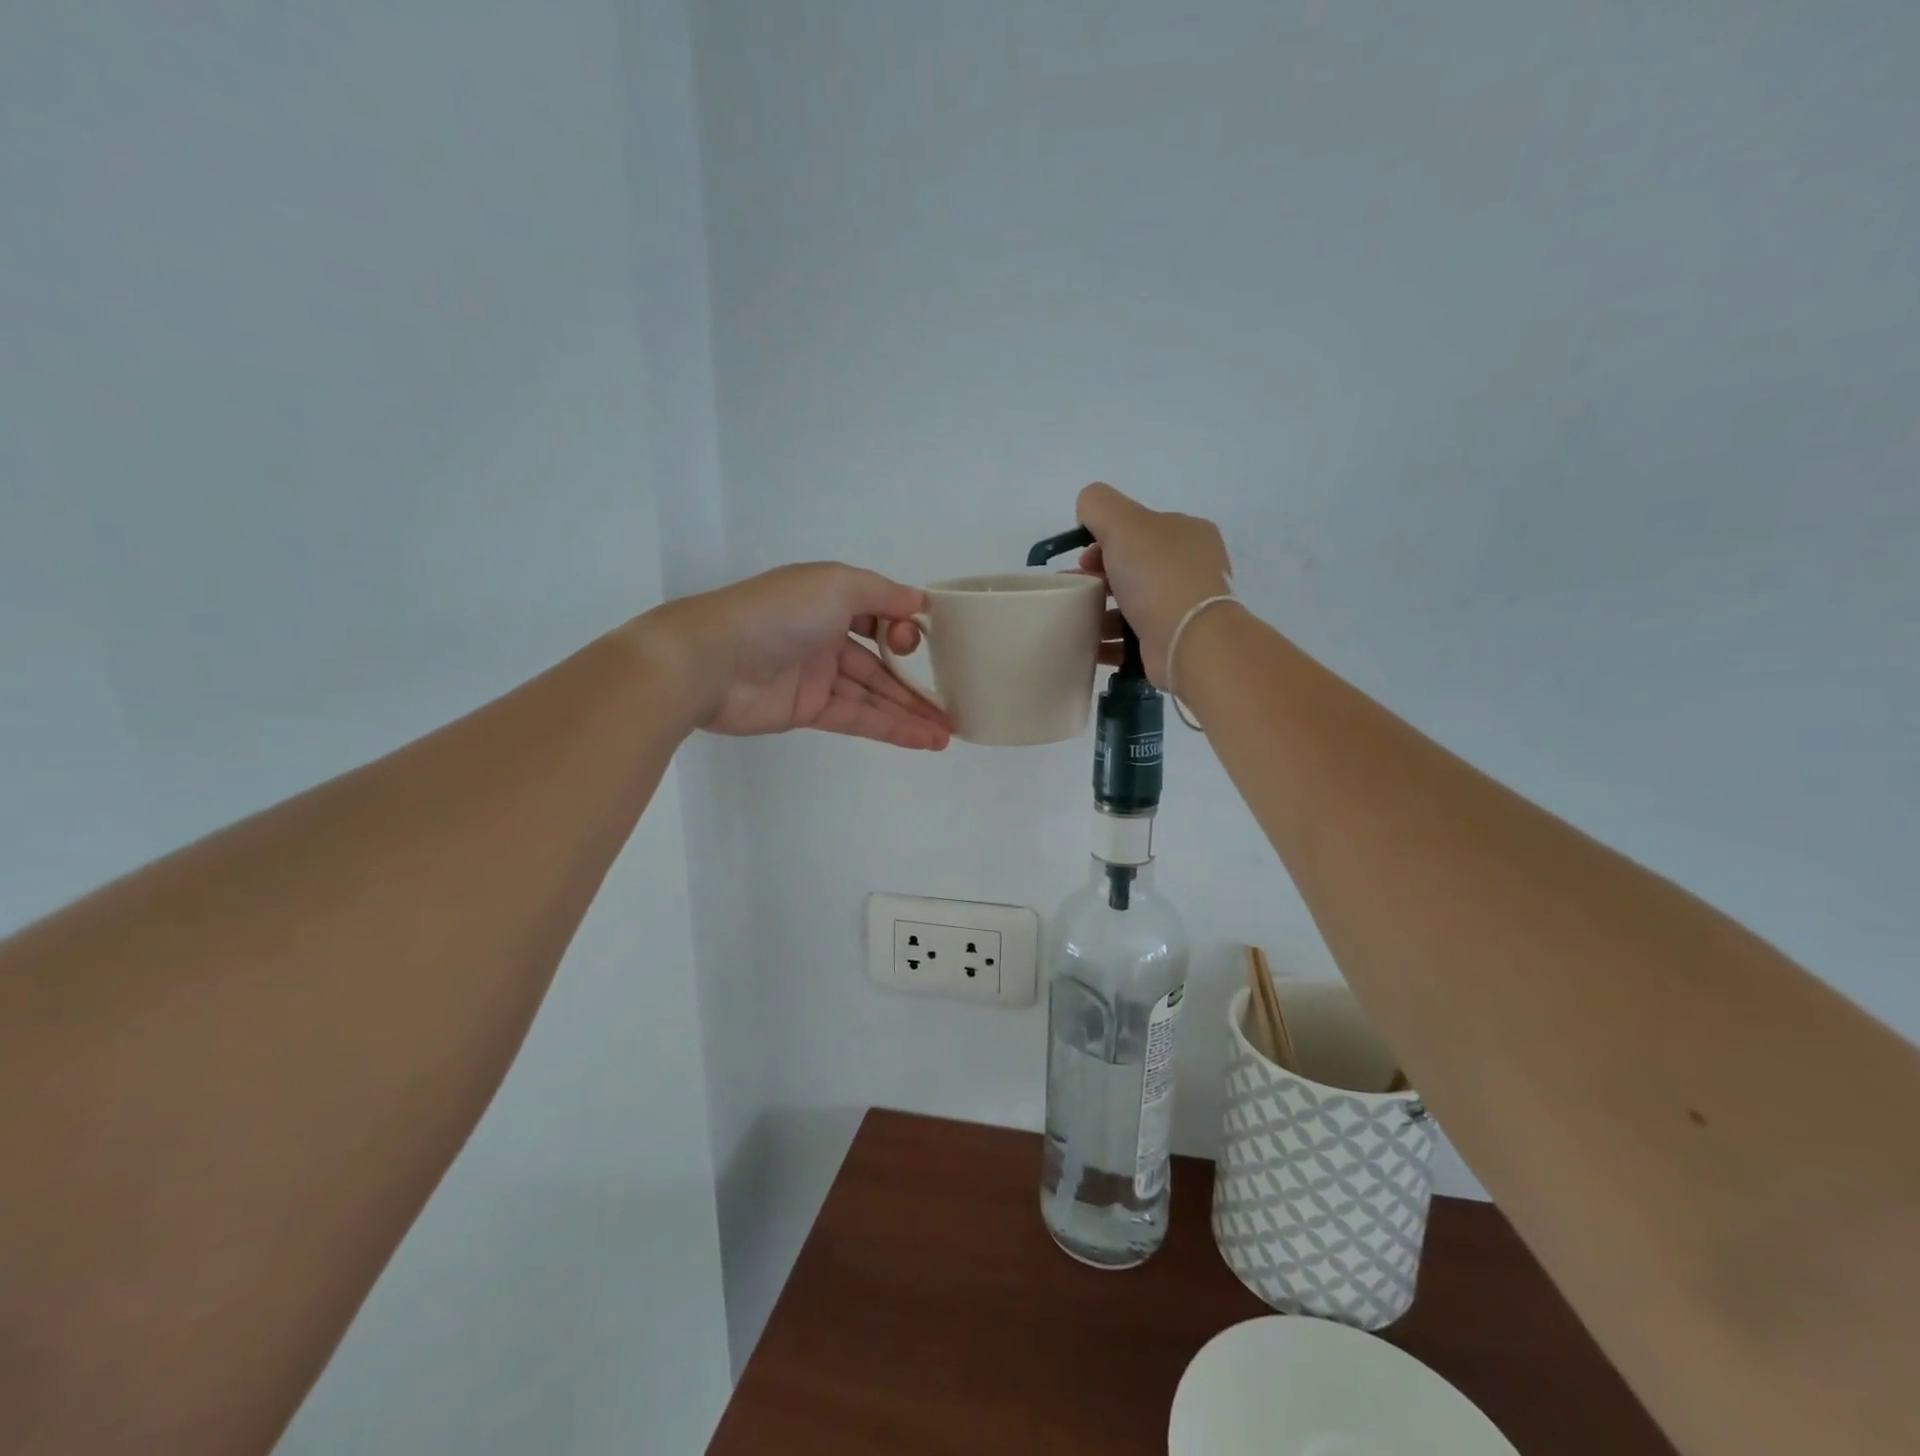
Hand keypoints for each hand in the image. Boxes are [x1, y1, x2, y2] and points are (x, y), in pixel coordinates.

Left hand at [638, 564, 952, 748]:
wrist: (711, 660)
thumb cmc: (778, 613)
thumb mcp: (836, 584)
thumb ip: (882, 593)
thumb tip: (920, 603)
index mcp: (829, 600)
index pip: (879, 616)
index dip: (906, 630)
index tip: (931, 644)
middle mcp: (825, 636)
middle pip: (881, 663)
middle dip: (917, 683)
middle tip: (954, 704)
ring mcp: (816, 677)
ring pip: (873, 695)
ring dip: (911, 712)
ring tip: (948, 732)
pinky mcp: (807, 711)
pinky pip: (857, 718)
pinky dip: (891, 728)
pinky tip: (922, 739)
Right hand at [1075, 483, 1234, 684]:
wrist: (1189, 641)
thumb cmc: (1158, 576)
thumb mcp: (1123, 523)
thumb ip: (1099, 505)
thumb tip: (1087, 510)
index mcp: (1187, 533)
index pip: (1138, 529)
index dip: (1104, 539)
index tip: (1082, 560)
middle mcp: (1191, 568)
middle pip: (1132, 567)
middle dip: (1098, 577)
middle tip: (1075, 591)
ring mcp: (1183, 607)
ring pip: (1130, 605)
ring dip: (1099, 612)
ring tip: (1076, 622)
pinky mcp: (1173, 641)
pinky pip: (1132, 638)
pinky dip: (1109, 641)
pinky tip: (1088, 645)